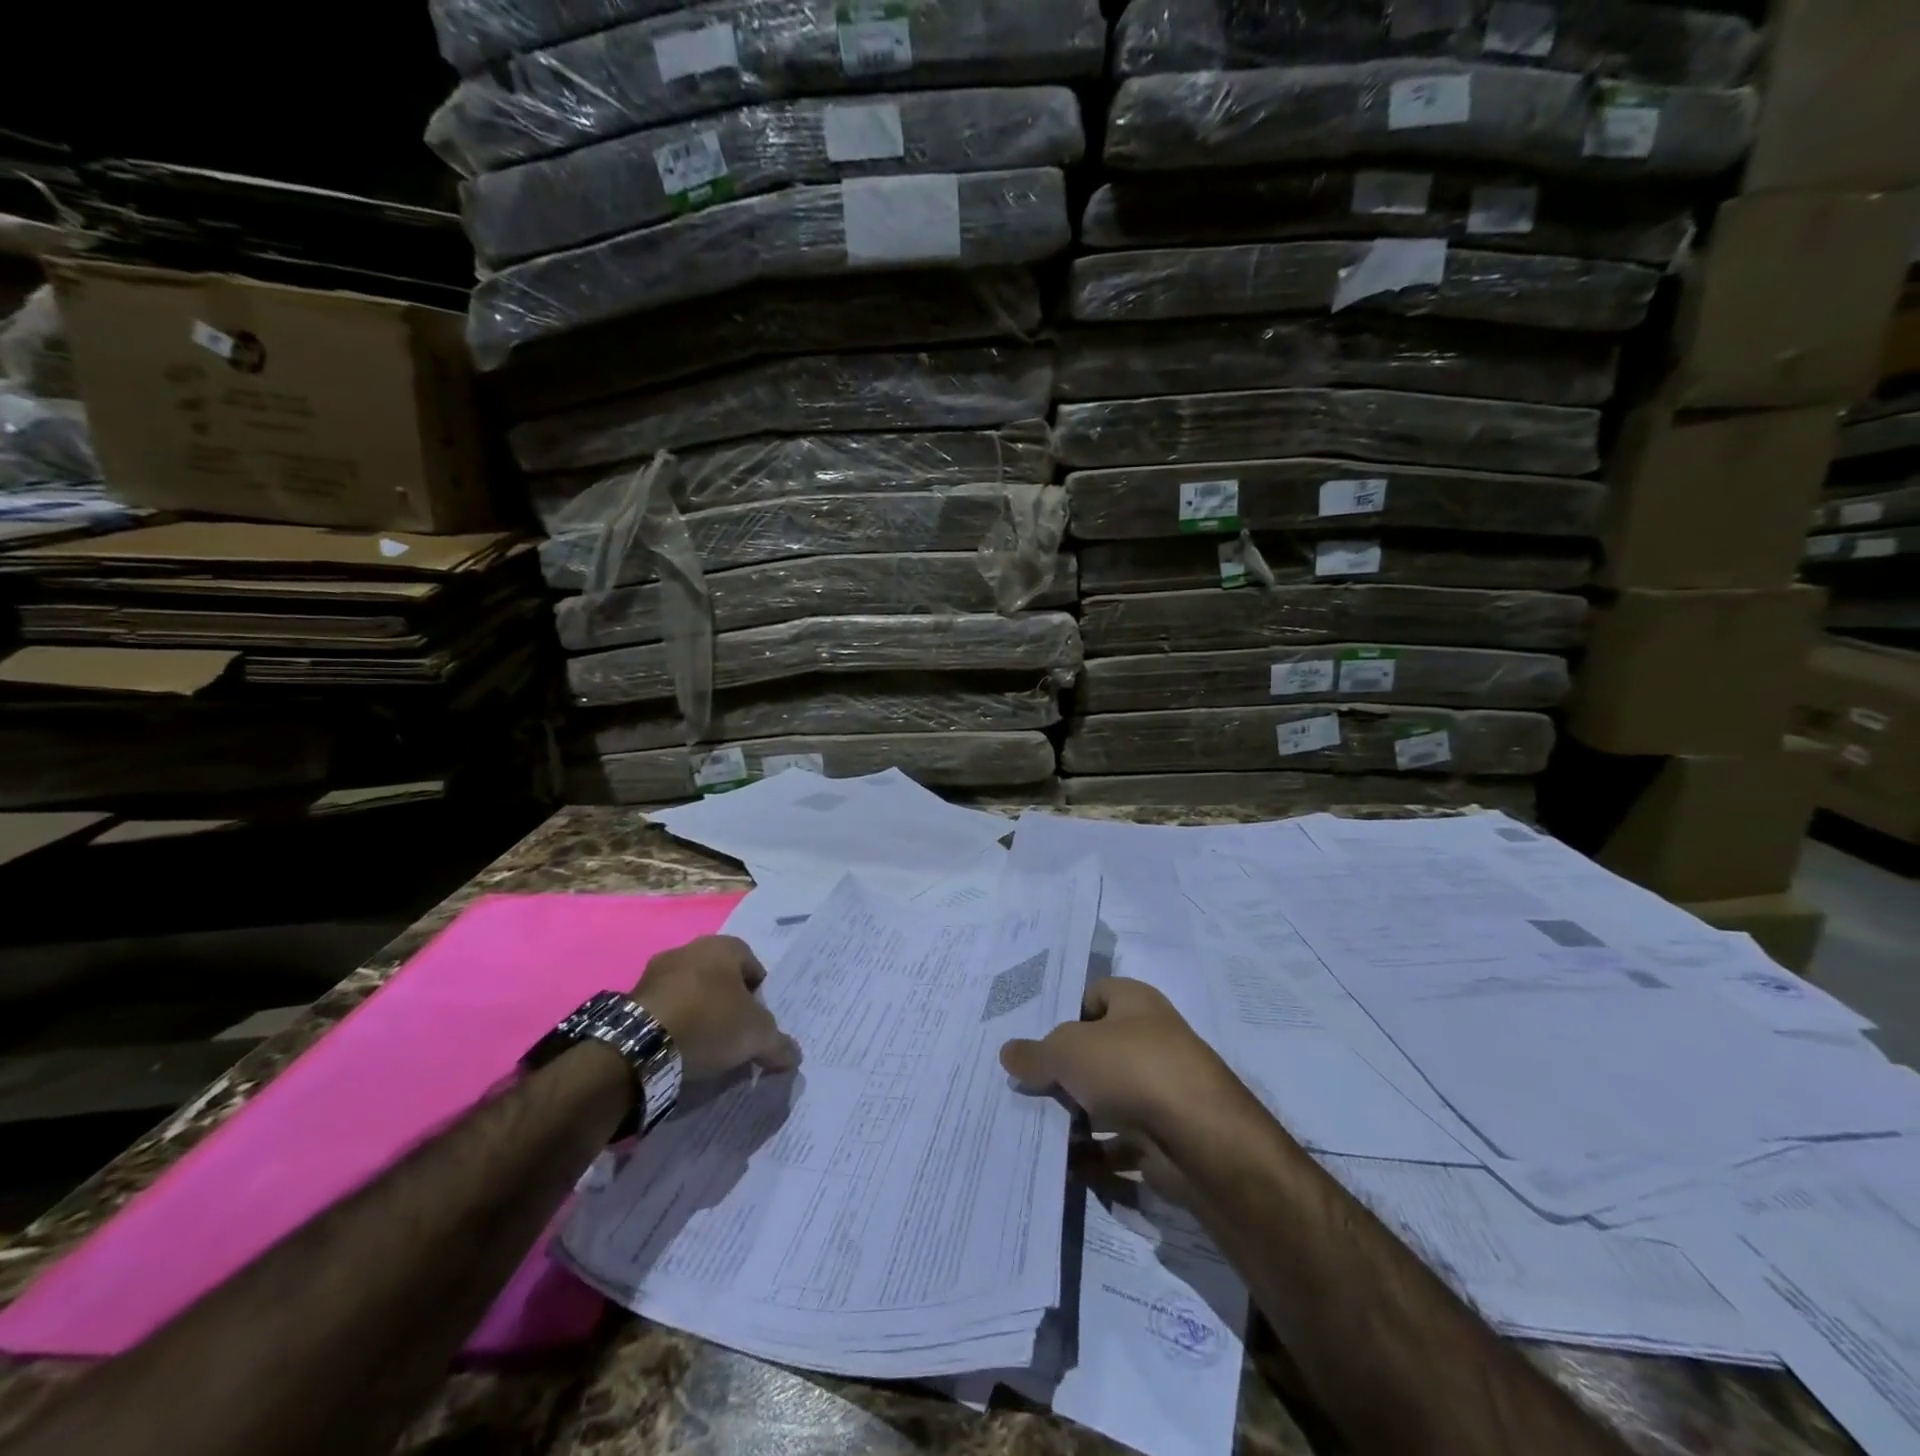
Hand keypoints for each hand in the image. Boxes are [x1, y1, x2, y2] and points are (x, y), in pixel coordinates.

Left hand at [632, 935, 800, 1079]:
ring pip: (691, 993)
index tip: (759, 1024)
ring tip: (706, 1048)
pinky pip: (666, 1009)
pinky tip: (679, 1050)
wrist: (641, 1043)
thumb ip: (779, 1043)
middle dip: (729, 1005)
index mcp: (724, 946)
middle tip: (736, 1036)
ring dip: (700, 1014)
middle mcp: (690, 949)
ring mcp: (657, 971)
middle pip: (721, 979)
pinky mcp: (633, 998)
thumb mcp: (757, 1036)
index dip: (761, 997)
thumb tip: (794, 1056)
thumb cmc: (710, 1022)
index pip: (754, 967)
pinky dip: (675, 1025)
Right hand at [1000, 979, 1247, 1202]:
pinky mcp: (1163, 1137)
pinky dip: (1094, 1156)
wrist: (1200, 1139)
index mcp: (1135, 1003)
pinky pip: (1119, 1144)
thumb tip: (1009, 1052)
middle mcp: (1151, 1040)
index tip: (1031, 1038)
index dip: (1064, 1012)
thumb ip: (1036, 1053)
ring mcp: (1160, 1091)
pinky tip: (1063, 1164)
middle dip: (1063, 1070)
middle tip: (1024, 1086)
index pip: (1094, 995)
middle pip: (1097, 1050)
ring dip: (1075, 1116)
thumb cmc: (1131, 1068)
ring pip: (1106, 1099)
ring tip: (1034, 1127)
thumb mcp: (1068, 1051)